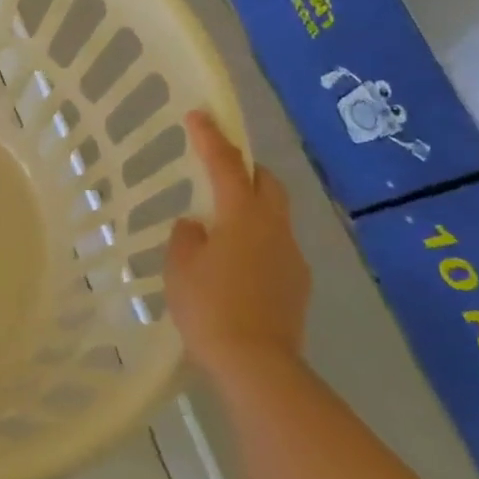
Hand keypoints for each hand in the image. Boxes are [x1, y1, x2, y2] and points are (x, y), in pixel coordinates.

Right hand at [165, 111, 310, 370]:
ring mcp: (291, 256)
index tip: (199, 115)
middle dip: (246, 170)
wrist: (256, 363)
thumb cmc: (209, 308)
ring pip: (274, 216)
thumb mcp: (180, 269)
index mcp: (242, 216)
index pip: (226, 165)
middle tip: (220, 173)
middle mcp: (274, 228)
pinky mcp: (297, 284)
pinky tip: (235, 268)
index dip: (211, 138)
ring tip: (221, 230)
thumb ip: (186, 238)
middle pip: (267, 183)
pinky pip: (276, 247)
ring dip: (251, 209)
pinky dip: (256, 242)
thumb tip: (197, 226)